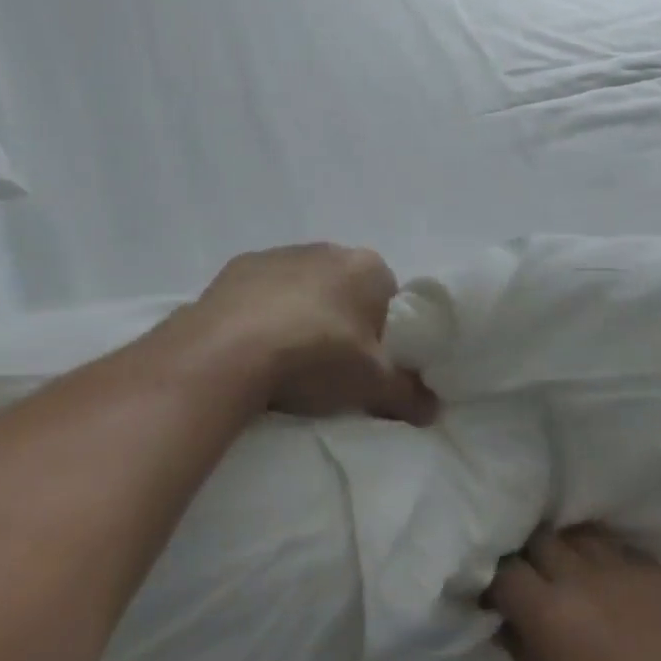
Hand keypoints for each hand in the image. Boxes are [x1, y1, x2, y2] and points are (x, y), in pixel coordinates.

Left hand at [187, 243, 438, 424]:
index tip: (367, 363)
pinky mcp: (238, 267)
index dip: (382, 332)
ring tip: (286, 361)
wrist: (227, 351)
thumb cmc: (315, 355)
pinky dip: (261, 313)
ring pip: (302, 287)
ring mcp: (279, 254)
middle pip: (345, 289)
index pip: (389, 297)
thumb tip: (433, 410)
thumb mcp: (371, 384)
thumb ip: (407, 393)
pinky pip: (261, 292)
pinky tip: (251, 348)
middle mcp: (327, 250)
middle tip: (330, 365)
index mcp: (367, 267)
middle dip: (341, 320)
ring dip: (300, 314)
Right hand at [487, 528, 660, 660]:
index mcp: (549, 612)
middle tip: (537, 582)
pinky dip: (611, 565)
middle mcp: (583, 576)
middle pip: (542, 537)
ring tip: (576, 576)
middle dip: (532, 557)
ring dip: (571, 552)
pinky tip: (615, 590)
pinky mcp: (657, 570)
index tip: (500, 595)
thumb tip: (504, 616)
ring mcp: (624, 567)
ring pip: (582, 534)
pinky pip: (622, 550)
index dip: (499, 581)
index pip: (506, 569)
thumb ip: (519, 646)